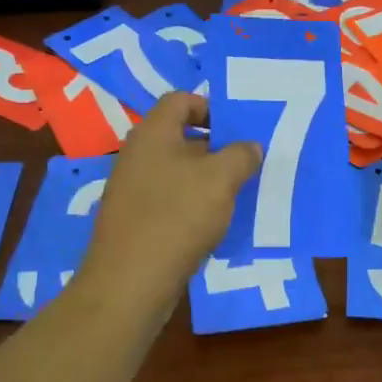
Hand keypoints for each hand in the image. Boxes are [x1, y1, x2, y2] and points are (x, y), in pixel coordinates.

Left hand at [79, 93, 261, 305]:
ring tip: (234, 194)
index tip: (236, 129)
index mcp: (153, 133)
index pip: (180, 100)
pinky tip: (211, 224)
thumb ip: (241, 155)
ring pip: (175, 171)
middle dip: (214, 147)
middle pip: (179, 136)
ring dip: (204, 179)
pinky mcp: (132, 220)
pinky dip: (189, 205)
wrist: (131, 281)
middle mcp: (137, 154)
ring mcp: (131, 189)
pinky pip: (166, 200)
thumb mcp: (221, 179)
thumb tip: (250, 146)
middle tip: (244, 162)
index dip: (210, 107)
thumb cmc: (178, 215)